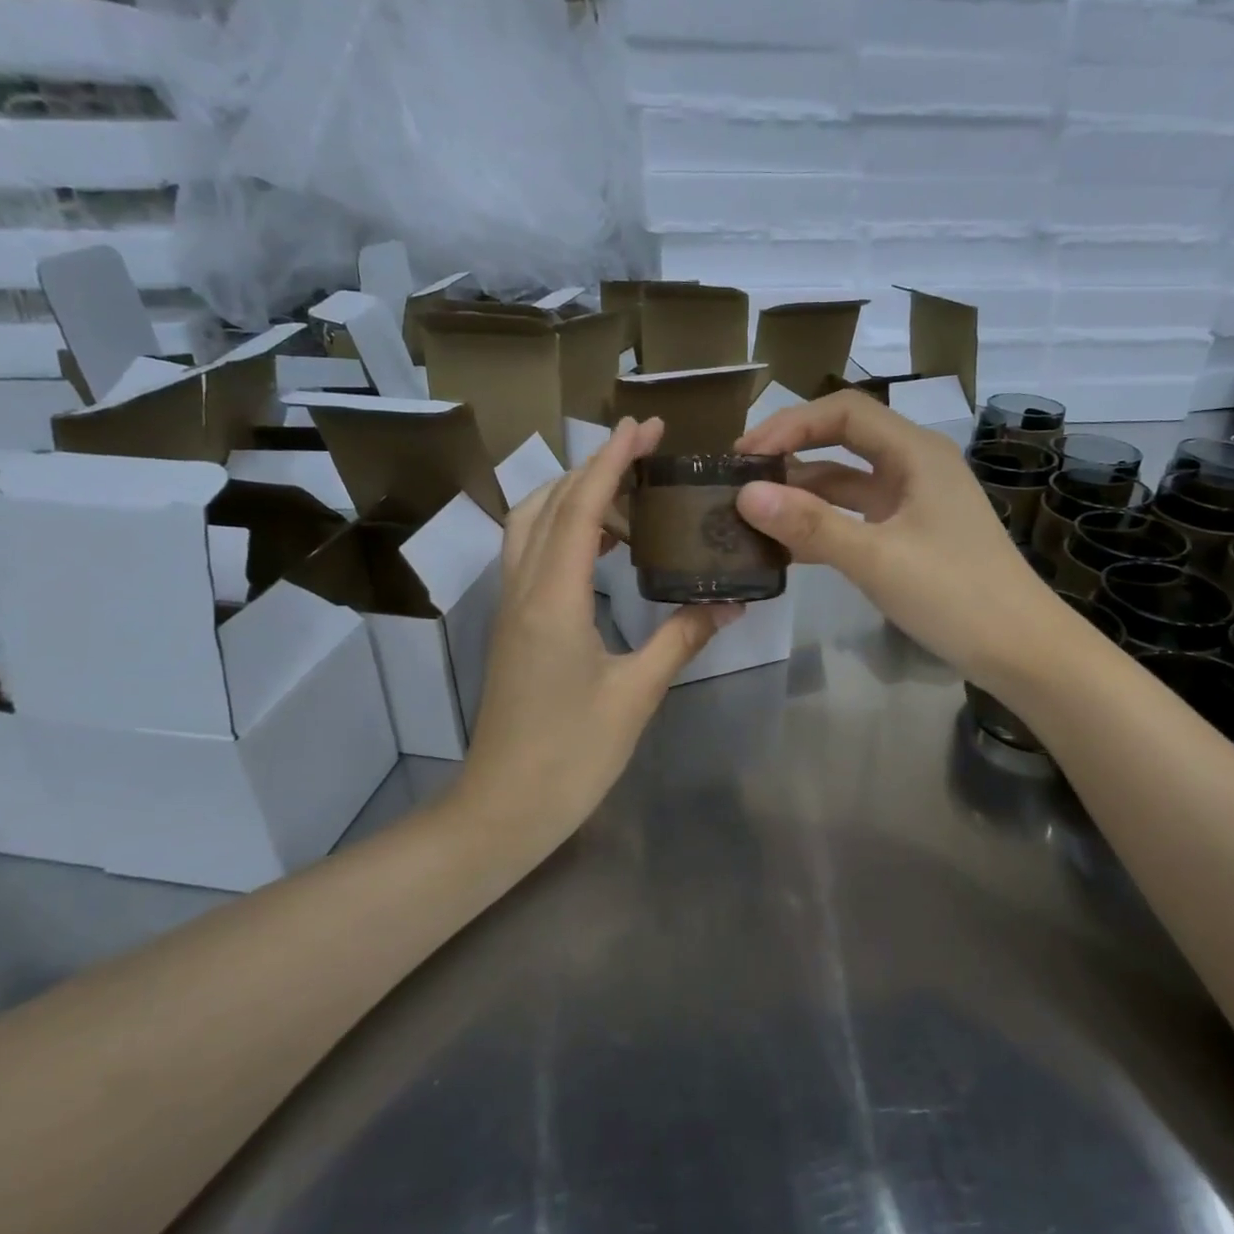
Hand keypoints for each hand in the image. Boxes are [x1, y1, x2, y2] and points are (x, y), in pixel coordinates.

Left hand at [450, 417, 737, 842]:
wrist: (504, 808)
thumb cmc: (572, 754)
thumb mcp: (637, 694)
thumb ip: (681, 639)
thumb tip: (729, 604)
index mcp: (554, 598)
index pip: (582, 506)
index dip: (612, 459)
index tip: (644, 425)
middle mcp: (523, 589)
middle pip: (549, 502)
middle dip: (593, 466)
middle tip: (645, 456)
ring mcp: (510, 607)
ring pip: (531, 525)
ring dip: (573, 497)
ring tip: (628, 499)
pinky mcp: (512, 626)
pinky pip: (531, 555)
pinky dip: (563, 531)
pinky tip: (602, 550)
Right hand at [735, 391, 1056, 687]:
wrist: (1021, 650)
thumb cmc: (956, 595)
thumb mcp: (877, 559)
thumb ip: (811, 525)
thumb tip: (745, 495)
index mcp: (916, 452)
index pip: (844, 412)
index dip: (790, 424)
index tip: (745, 456)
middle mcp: (915, 466)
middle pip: (843, 441)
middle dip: (792, 453)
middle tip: (740, 478)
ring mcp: (914, 503)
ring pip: (847, 483)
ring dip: (803, 493)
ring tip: (752, 513)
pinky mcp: (911, 536)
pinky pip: (857, 517)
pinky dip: (823, 525)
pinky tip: (787, 545)